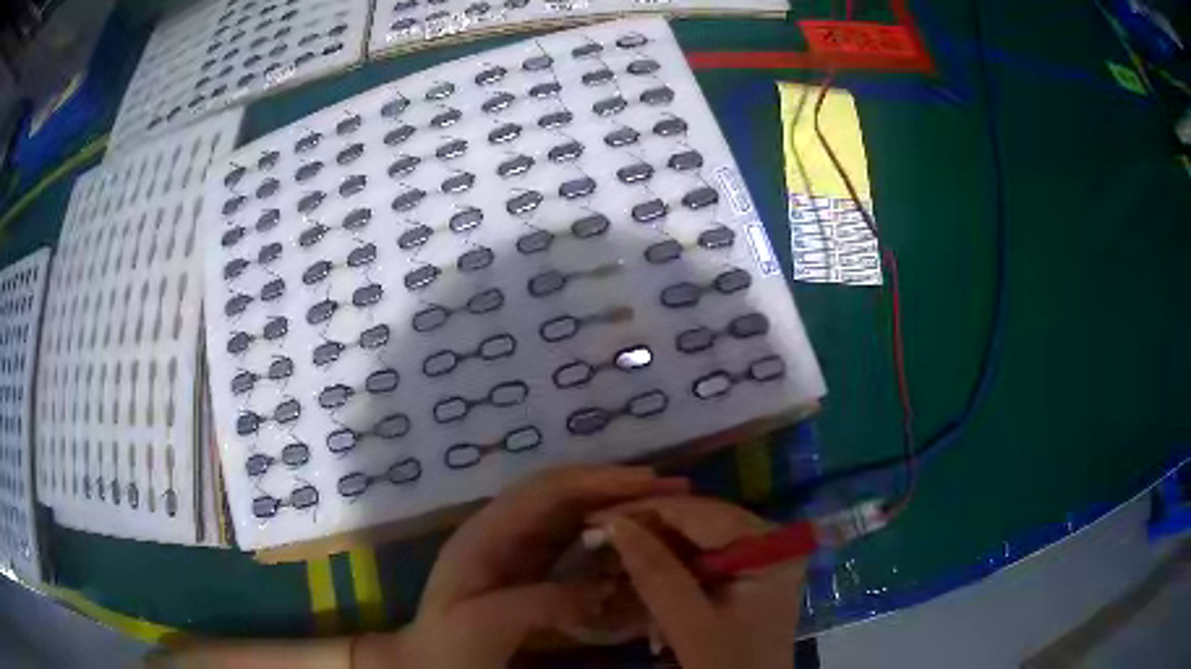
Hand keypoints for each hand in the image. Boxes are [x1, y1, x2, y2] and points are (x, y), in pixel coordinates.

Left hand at [358, 466, 688, 668]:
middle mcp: (503, 532)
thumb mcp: (484, 624)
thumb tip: (604, 586)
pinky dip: (608, 542)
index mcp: (486, 533)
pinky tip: (633, 549)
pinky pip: (575, 548)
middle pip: (565, 496)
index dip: (598, 480)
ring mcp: (517, 553)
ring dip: (616, 509)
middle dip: (617, 487)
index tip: (649, 481)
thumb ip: (540, 601)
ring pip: (573, 518)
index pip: (547, 490)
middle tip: (672, 490)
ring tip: (662, 511)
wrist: (428, 666)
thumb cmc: (448, 645)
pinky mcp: (531, 575)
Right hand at [591, 497, 806, 668]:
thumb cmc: (729, 665)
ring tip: (609, 559)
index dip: (644, 511)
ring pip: (694, 540)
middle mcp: (768, 539)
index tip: (594, 517)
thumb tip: (612, 522)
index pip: (699, 511)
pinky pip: (700, 559)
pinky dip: (668, 570)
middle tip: (596, 539)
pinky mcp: (744, 575)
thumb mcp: (690, 623)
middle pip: (697, 523)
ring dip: (652, 552)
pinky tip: (637, 578)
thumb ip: (655, 572)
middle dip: (646, 533)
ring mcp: (758, 557)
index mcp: (768, 544)